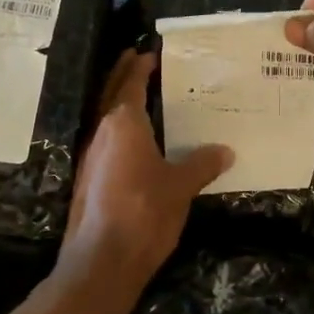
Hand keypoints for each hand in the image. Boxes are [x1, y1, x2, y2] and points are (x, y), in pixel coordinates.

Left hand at [64, 51, 231, 280]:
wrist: (102, 260)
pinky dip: (118, 130)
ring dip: (119, 102)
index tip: (150, 53)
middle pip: (110, 94)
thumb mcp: (181, 186)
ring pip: (105, 118)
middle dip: (122, 74)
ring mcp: (91, 157)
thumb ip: (202, 164)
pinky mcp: (88, 180)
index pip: (131, 84)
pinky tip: (134, 142)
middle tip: (136, 58)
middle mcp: (102, 133)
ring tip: (140, 97)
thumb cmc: (144, 212)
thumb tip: (225, 151)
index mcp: (123, 124)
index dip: (140, 67)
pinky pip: (105, 142)